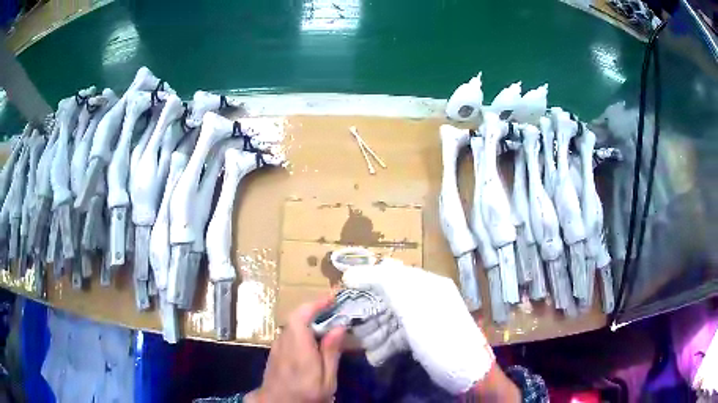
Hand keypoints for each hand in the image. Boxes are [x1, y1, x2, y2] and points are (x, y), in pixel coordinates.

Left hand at [246, 296, 345, 402]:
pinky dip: (302, 329)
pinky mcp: (275, 351)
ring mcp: (277, 345)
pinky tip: (313, 338)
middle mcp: (284, 341)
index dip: (316, 303)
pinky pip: (290, 333)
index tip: (332, 297)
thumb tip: (339, 326)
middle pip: (297, 317)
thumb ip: (331, 352)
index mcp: (299, 346)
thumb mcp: (327, 379)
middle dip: (315, 309)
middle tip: (335, 309)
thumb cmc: (306, 393)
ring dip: (309, 318)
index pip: (301, 315)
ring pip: (293, 324)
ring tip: (327, 322)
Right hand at [343, 259, 495, 394]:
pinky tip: (375, 356)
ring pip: (389, 321)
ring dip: (373, 333)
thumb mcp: (412, 304)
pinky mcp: (420, 339)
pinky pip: (396, 337)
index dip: (365, 280)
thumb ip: (383, 283)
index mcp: (424, 284)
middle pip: (386, 299)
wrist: (464, 370)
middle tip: (350, 327)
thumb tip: (350, 274)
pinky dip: (384, 346)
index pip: (389, 274)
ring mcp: (422, 321)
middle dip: (367, 314)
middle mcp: (423, 299)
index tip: (343, 291)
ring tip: (364, 346)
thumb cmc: (438, 334)